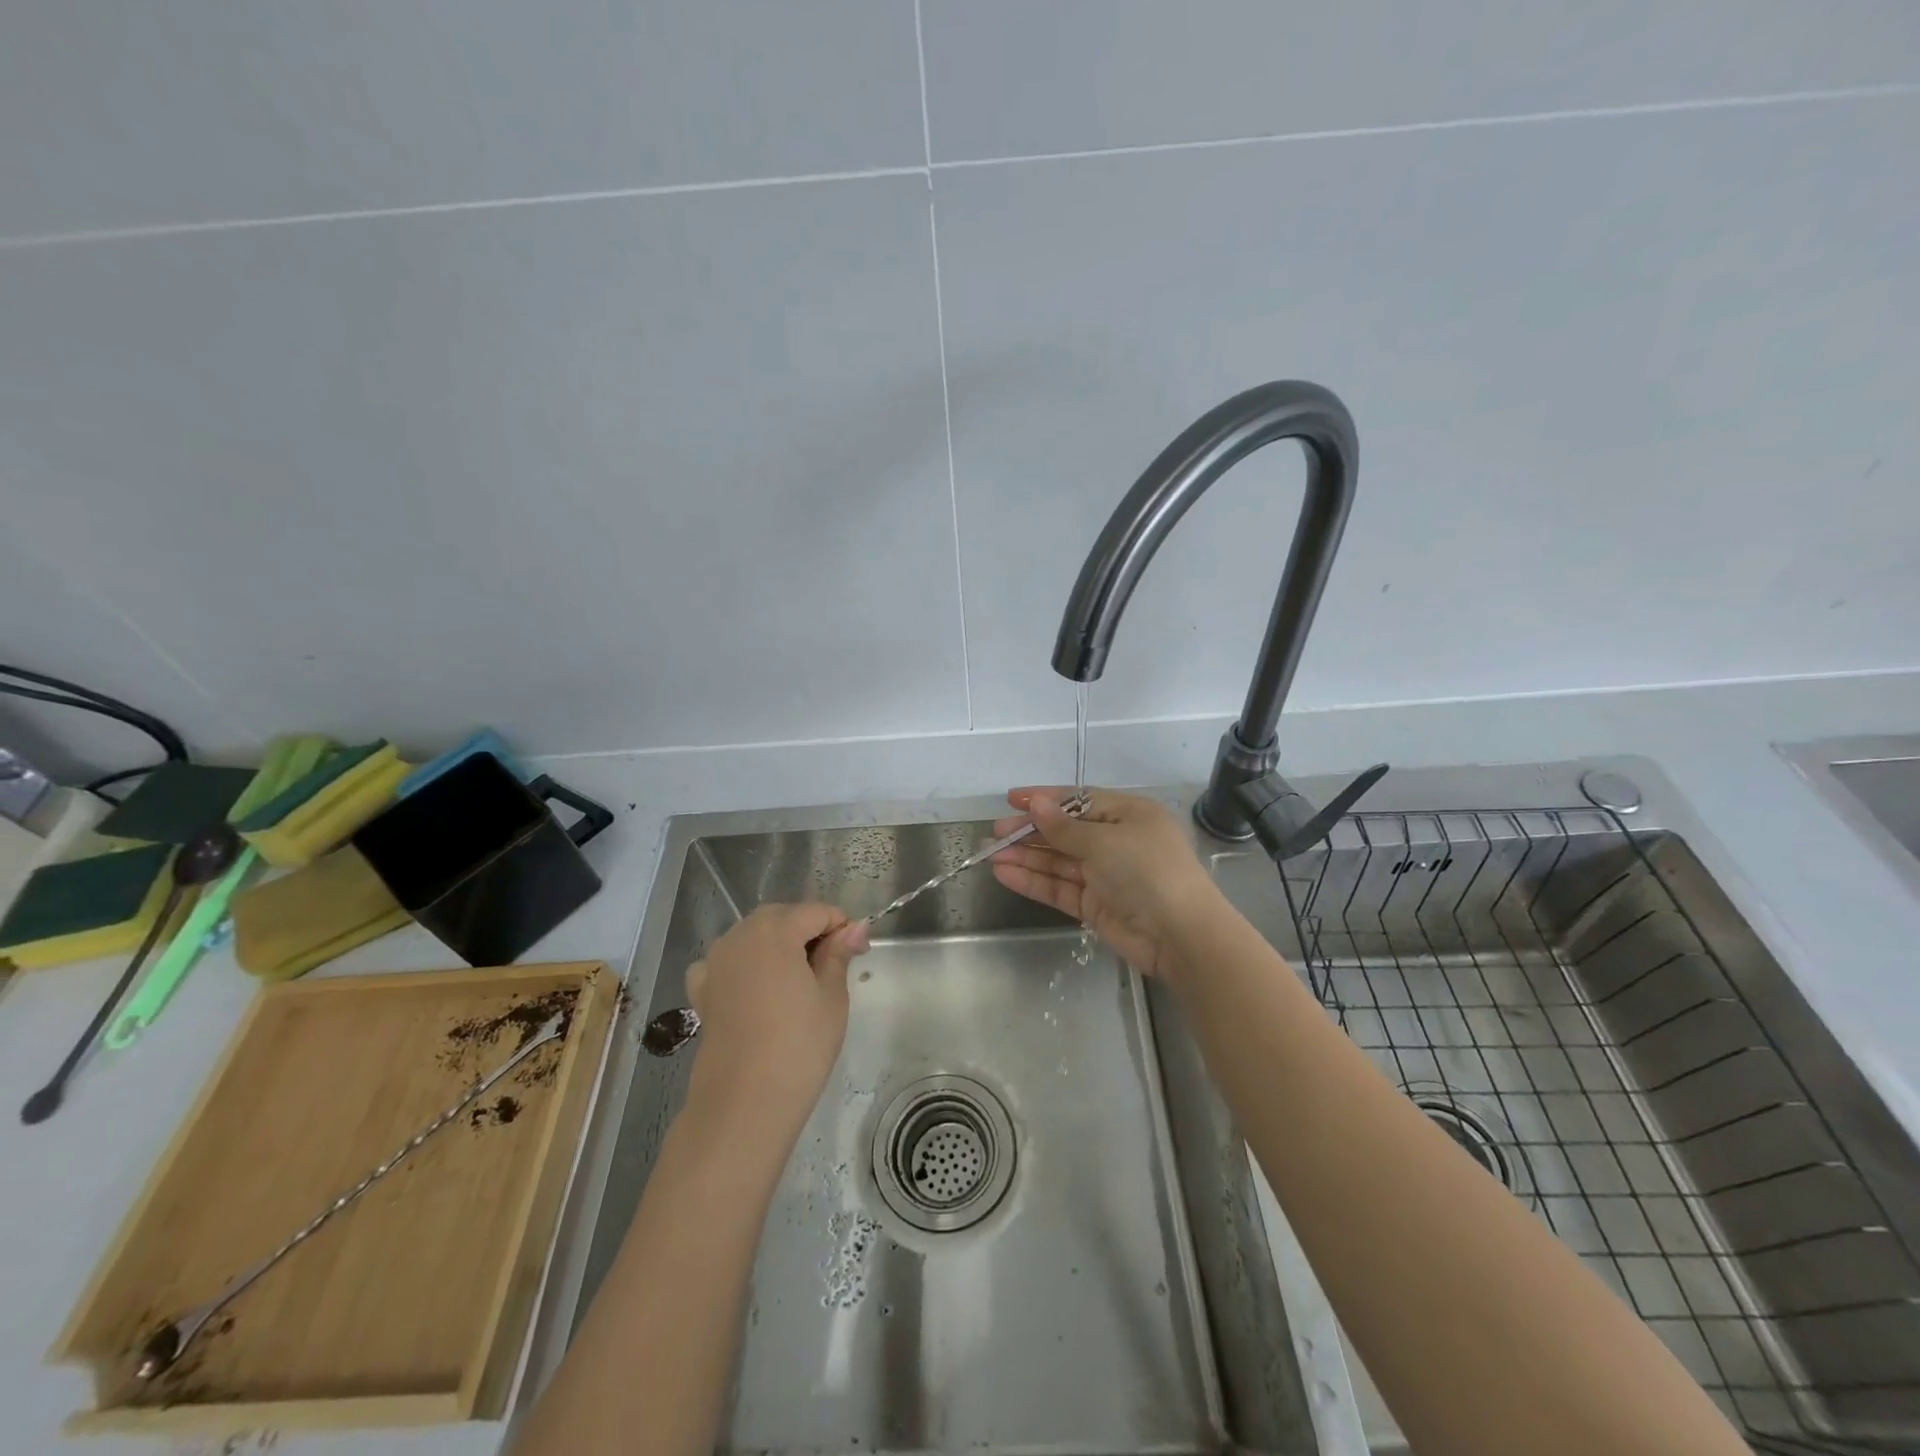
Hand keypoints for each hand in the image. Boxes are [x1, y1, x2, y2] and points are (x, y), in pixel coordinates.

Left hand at [684, 904, 868, 1140]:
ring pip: (753, 936)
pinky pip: (725, 962)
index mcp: (775, 930)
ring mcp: (715, 963)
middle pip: (782, 917)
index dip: (842, 926)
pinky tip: (755, 986)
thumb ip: (838, 954)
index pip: (816, 911)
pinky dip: (743, 964)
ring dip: (778, 945)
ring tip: (799, 979)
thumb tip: (853, 928)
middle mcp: (740, 936)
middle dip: (809, 931)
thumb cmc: (799, 1046)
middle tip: (834, 965)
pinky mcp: (702, 991)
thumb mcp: (832, 996)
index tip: (859, 953)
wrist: (744, 1104)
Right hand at [991, 787, 1223, 983]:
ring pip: (1059, 861)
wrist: (1180, 935)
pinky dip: (1034, 881)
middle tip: (995, 832)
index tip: (1012, 799)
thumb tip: (1036, 804)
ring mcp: (1106, 875)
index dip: (1045, 799)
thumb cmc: (1147, 871)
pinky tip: (1005, 874)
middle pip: (1066, 832)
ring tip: (992, 853)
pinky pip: (1060, 888)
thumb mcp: (1104, 841)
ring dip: (1027, 857)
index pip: (1079, 800)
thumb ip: (1064, 827)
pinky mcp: (1096, 906)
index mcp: (1128, 815)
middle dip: (1031, 831)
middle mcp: (1117, 841)